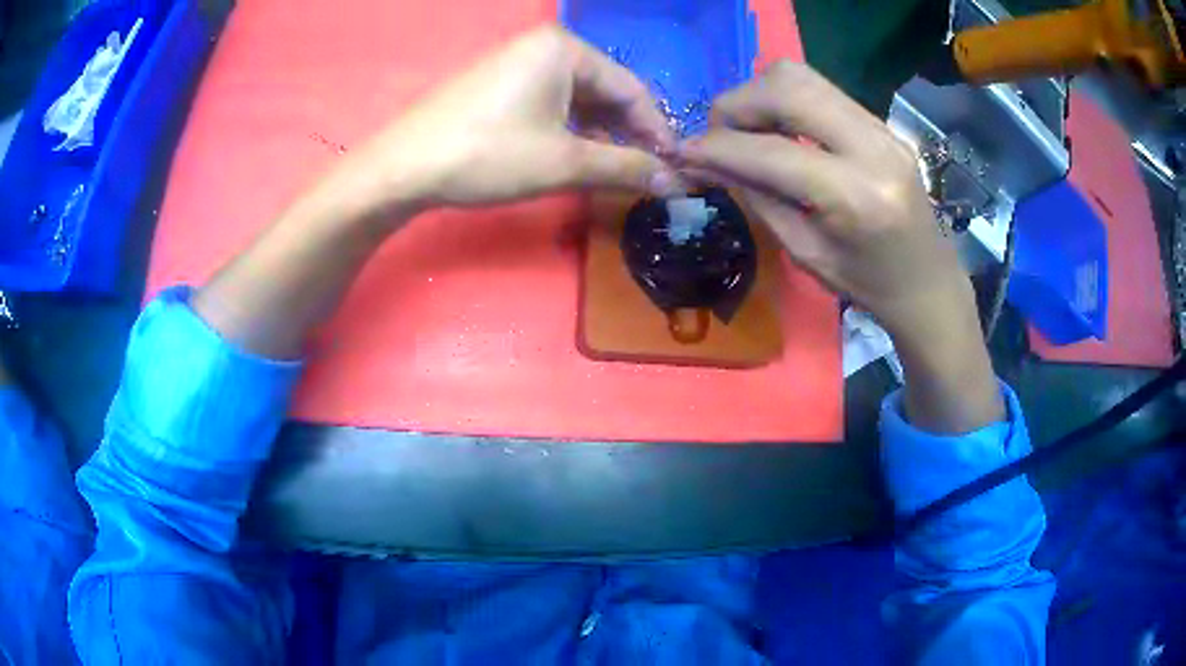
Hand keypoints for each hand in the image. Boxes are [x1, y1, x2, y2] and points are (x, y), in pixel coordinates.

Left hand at [315, 25, 681, 218]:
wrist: (402, 168)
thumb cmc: (487, 155)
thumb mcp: (564, 162)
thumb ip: (625, 168)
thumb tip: (676, 183)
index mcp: (565, 49)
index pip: (632, 89)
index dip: (658, 131)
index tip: (675, 168)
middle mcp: (544, 46)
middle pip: (606, 91)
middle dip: (629, 134)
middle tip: (648, 174)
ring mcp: (518, 63)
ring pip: (579, 100)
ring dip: (602, 136)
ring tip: (618, 172)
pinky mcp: (500, 84)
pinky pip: (551, 103)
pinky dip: (571, 131)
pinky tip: (579, 157)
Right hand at [678, 62, 1002, 432]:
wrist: (927, 282)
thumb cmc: (867, 285)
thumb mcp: (804, 252)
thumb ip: (755, 197)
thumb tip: (704, 161)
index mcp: (856, 197)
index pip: (769, 152)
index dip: (717, 147)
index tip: (683, 152)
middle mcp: (873, 148)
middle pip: (786, 89)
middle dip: (736, 105)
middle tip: (717, 134)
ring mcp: (882, 128)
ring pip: (802, 76)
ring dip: (759, 95)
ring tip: (745, 128)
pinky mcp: (881, 122)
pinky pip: (820, 90)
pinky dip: (785, 99)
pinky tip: (776, 128)